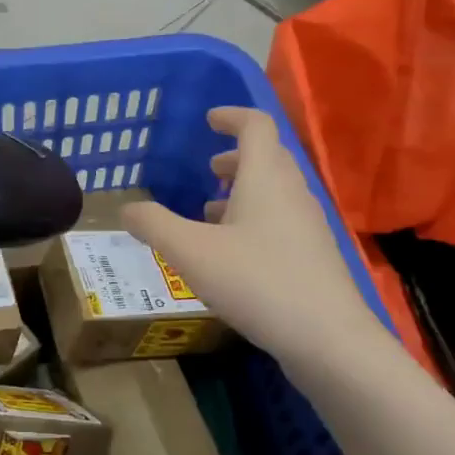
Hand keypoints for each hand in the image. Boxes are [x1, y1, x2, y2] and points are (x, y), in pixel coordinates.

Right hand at [123, 107, 380, 367]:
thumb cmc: (256, 282)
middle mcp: (292, 194)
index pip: (256, 126)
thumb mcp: (190, 252)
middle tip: (209, 166)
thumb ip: (154, 225)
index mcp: (266, 178)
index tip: (210, 119)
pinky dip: (255, 220)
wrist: (326, 338)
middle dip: (237, 156)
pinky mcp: (313, 257)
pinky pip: (281, 221)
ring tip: (211, 211)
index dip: (232, 116)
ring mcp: (308, 226)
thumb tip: (127, 208)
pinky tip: (233, 253)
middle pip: (269, 158)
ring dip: (244, 191)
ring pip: (275, 192)